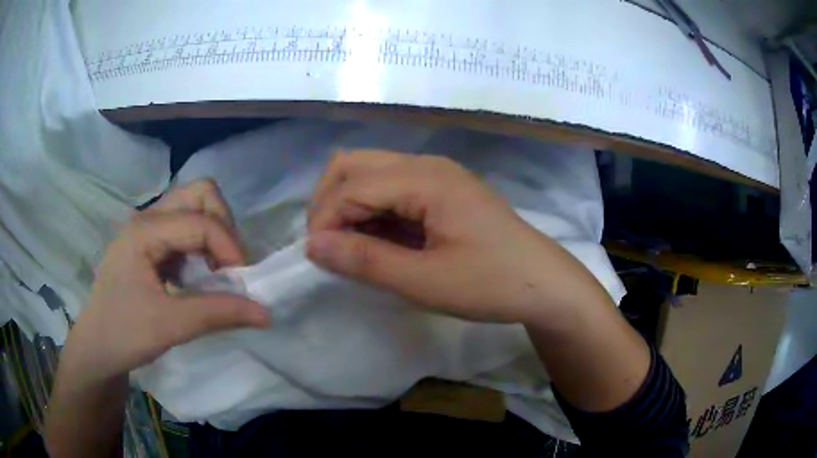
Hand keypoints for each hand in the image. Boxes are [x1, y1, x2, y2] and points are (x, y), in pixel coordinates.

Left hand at [61, 179, 268, 384]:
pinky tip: (198, 276)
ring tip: (217, 271)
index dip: (230, 248)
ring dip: (214, 234)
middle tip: (228, 265)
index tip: (242, 285)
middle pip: (199, 193)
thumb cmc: (124, 334)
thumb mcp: (170, 326)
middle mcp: (147, 218)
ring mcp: (148, 229)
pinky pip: (186, 228)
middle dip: (224, 225)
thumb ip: (218, 313)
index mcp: (144, 230)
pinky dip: (203, 246)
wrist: (97, 348)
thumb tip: (267, 312)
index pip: (201, 221)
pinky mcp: (151, 244)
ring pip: (194, 207)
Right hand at [307, 151, 611, 323]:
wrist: (544, 284)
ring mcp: (436, 175)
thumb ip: (366, 261)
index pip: (352, 185)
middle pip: (354, 165)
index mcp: (426, 178)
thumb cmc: (491, 284)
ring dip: (348, 206)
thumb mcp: (425, 281)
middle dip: (329, 202)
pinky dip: (371, 211)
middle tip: (326, 246)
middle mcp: (427, 165)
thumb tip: (312, 246)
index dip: (324, 220)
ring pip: (370, 174)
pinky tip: (375, 241)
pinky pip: (390, 189)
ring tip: (348, 248)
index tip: (314, 258)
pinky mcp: (441, 190)